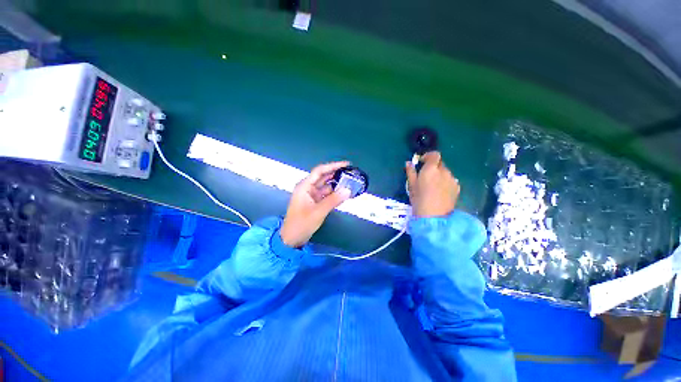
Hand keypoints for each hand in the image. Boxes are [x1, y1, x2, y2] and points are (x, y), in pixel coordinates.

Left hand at [280, 161, 351, 247]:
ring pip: (326, 186)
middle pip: (324, 177)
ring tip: (350, 183)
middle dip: (336, 175)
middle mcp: (308, 188)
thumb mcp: (319, 211)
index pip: (320, 171)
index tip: (346, 164)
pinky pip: (326, 195)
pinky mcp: (315, 202)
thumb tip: (348, 190)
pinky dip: (334, 194)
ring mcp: (311, 195)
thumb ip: (334, 200)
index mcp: (304, 186)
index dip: (333, 166)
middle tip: (351, 174)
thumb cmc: (302, 223)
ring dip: (336, 185)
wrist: (292, 238)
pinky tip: (343, 194)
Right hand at [405, 152, 459, 216]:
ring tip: (433, 186)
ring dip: (439, 175)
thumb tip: (409, 163)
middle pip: (440, 163)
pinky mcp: (457, 188)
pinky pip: (450, 180)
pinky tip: (440, 192)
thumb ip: (411, 172)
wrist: (434, 216)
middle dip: (433, 167)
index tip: (422, 162)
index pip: (434, 155)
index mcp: (431, 169)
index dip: (428, 156)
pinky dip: (445, 182)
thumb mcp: (411, 186)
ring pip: (445, 172)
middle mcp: (444, 171)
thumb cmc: (419, 200)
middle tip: (426, 176)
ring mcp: (452, 179)